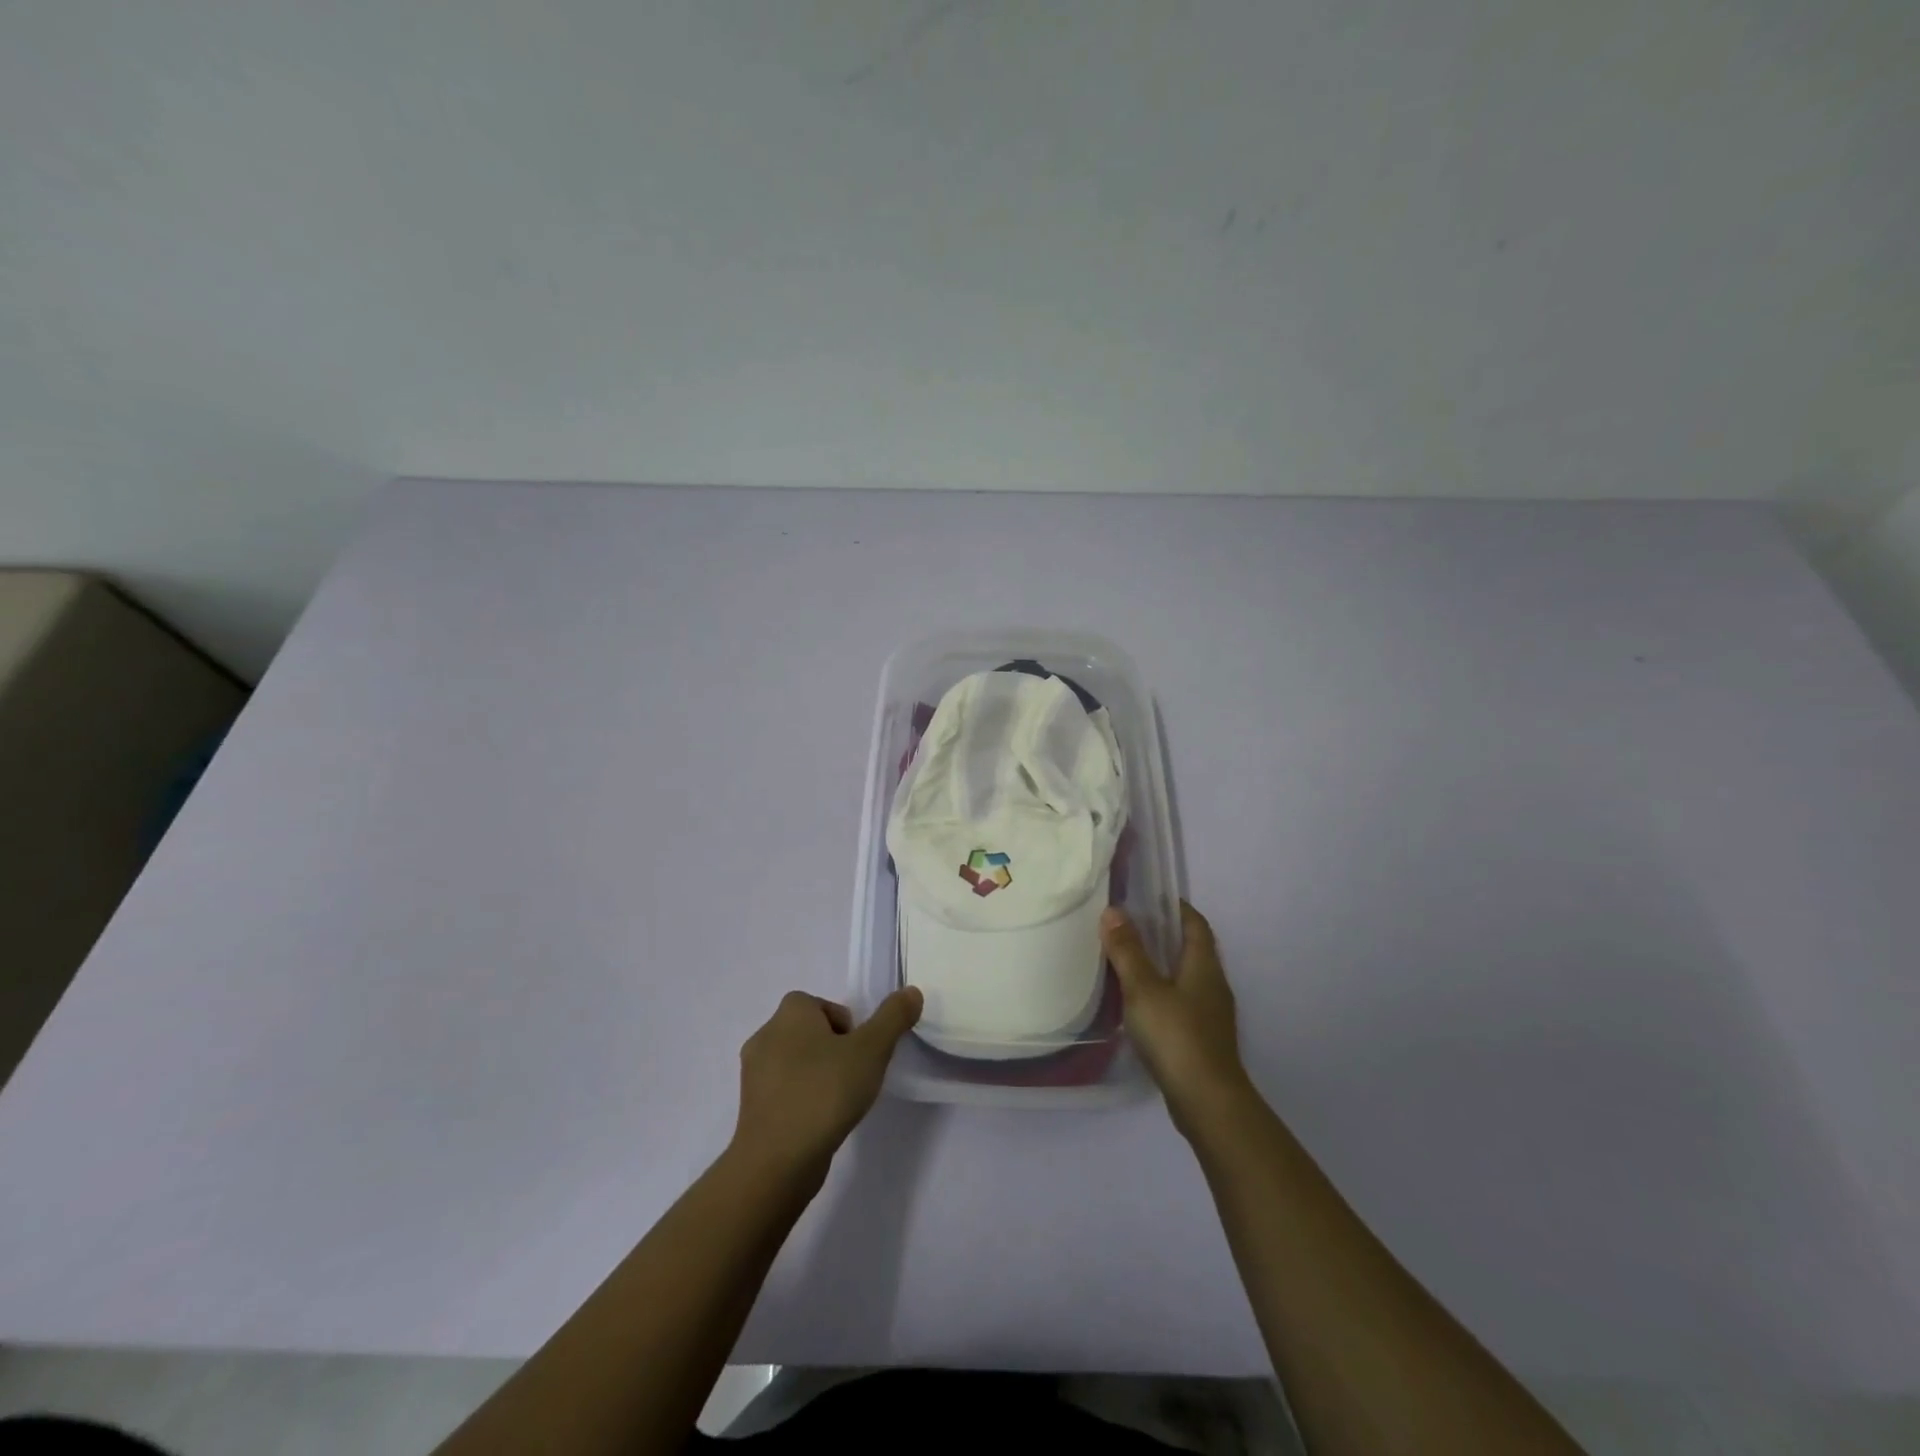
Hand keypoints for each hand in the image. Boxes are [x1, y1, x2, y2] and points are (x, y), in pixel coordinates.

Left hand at [731, 988, 922, 1184]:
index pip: (822, 1005)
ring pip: (796, 1063)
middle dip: (834, 1050)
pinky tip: (819, 1123)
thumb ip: (893, 1017)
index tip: (861, 1053)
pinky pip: (784, 1092)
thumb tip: (911, 992)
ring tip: (839, 1103)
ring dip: (818, 1076)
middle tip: (855, 1076)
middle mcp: (765, 1035)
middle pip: (810, 1032)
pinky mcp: (752, 1108)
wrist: (777, 1161)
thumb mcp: (871, 1049)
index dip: (846, 1025)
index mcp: (789, 1013)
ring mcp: (753, 1074)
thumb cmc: (825, 1092)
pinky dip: (802, 1100)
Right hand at [1102, 902, 1252, 1135]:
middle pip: (1191, 949)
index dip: (1176, 907)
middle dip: (1164, 935)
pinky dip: (1162, 993)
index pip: (1195, 924)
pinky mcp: (1202, 1040)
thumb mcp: (1144, 989)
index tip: (1150, 897)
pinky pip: (1181, 1003)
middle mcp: (1213, 985)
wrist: (1207, 1102)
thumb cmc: (1176, 1036)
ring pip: (1186, 978)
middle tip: (1129, 926)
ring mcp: (1211, 1015)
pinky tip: (1139, 1004)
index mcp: (1204, 966)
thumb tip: (1114, 911)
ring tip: (1128, 960)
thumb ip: (1128, 951)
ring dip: (1162, 965)